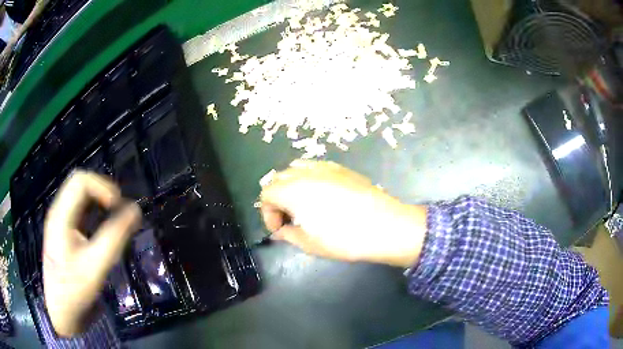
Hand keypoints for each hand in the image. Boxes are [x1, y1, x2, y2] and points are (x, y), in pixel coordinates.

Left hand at [43, 171, 140, 336]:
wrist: (61, 311)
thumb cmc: (75, 289)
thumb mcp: (96, 265)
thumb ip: (115, 236)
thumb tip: (135, 210)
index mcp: (61, 214)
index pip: (81, 181)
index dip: (102, 187)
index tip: (119, 207)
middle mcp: (58, 211)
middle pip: (80, 184)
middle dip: (102, 191)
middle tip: (119, 209)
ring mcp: (60, 221)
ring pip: (80, 196)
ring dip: (99, 200)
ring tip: (114, 216)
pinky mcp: (64, 231)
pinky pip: (80, 210)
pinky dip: (94, 211)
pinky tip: (102, 227)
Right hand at [260, 160, 426, 267]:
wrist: (386, 226)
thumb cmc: (344, 239)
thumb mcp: (310, 244)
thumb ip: (288, 235)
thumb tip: (280, 231)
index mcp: (292, 191)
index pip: (266, 194)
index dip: (267, 213)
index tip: (280, 229)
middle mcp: (305, 173)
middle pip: (279, 178)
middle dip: (278, 199)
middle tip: (290, 219)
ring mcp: (325, 167)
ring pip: (297, 169)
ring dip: (292, 186)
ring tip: (304, 205)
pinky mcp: (341, 168)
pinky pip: (316, 167)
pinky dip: (310, 179)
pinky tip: (323, 196)